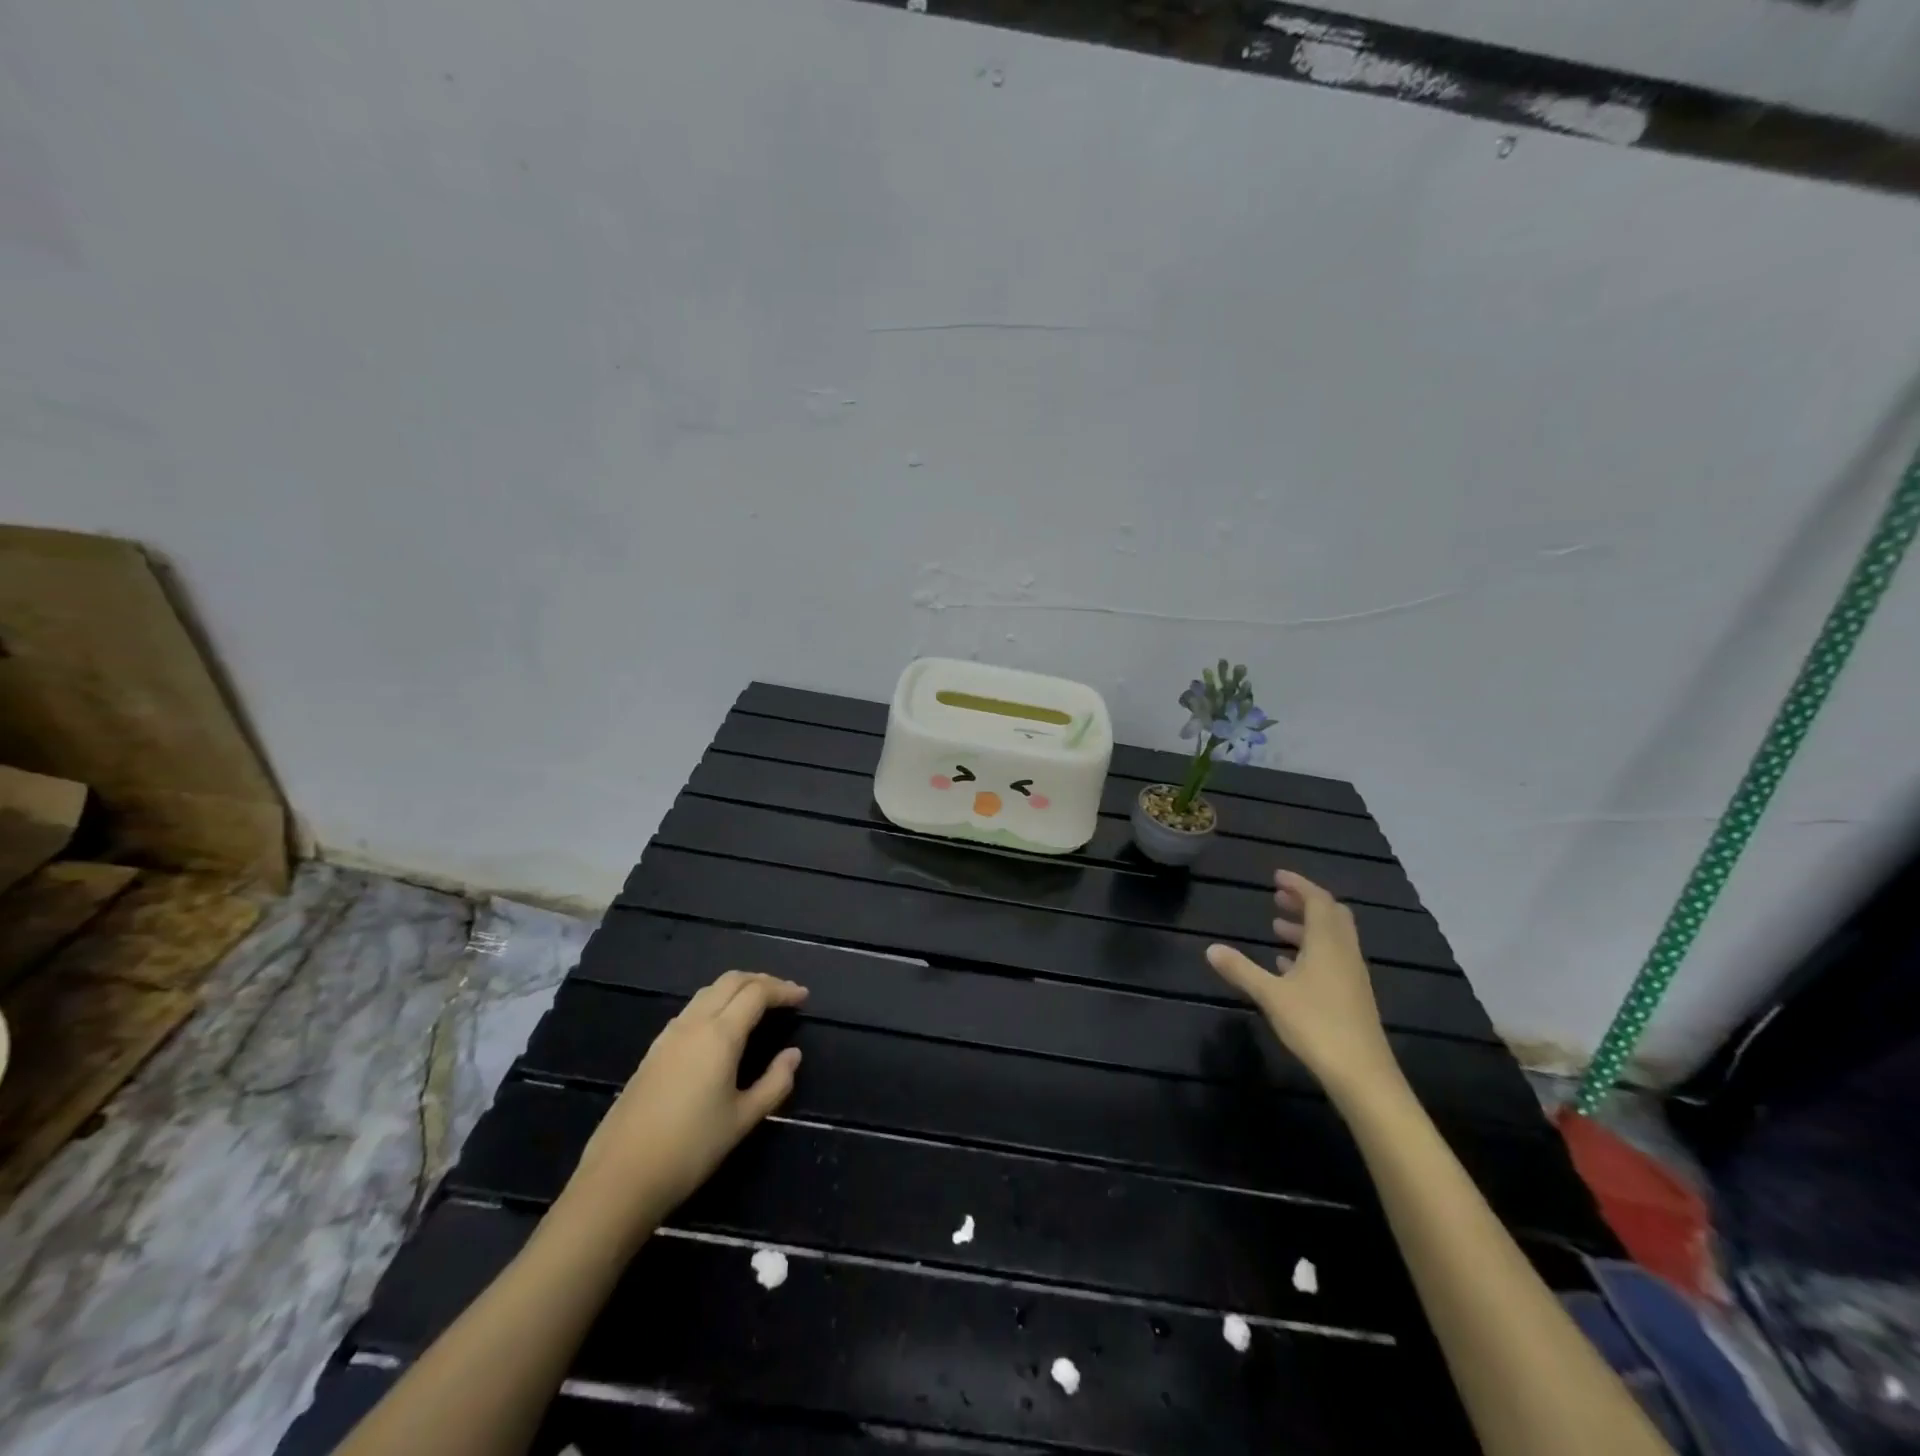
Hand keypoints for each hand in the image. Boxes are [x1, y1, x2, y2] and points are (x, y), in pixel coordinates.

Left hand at [562, 971, 806, 1239]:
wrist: (620, 1178)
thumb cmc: (690, 1149)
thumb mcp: (743, 1120)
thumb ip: (775, 1083)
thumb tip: (793, 1055)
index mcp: (720, 1035)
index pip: (757, 993)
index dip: (783, 990)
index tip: (803, 997)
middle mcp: (694, 1024)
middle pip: (731, 981)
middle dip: (761, 981)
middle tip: (783, 995)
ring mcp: (669, 1035)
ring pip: (708, 992)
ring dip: (736, 988)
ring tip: (756, 1005)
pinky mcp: (653, 1051)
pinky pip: (691, 1010)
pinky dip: (715, 1003)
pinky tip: (720, 1028)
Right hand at [1206, 870, 1403, 1105]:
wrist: (1362, 1075)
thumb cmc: (1316, 1025)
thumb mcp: (1270, 995)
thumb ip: (1241, 970)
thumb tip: (1210, 948)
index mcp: (1328, 943)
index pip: (1317, 901)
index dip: (1298, 885)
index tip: (1277, 876)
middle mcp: (1344, 953)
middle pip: (1331, 915)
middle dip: (1305, 902)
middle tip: (1278, 897)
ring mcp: (1352, 976)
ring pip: (1333, 939)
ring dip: (1307, 927)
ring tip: (1277, 927)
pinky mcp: (1352, 997)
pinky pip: (1332, 960)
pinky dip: (1312, 951)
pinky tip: (1288, 966)